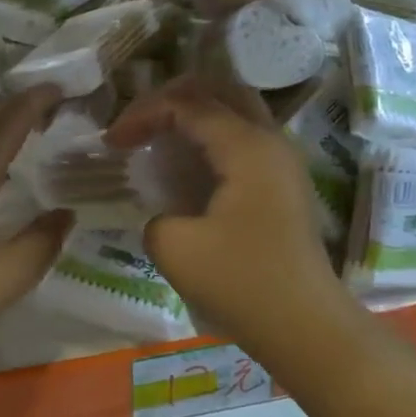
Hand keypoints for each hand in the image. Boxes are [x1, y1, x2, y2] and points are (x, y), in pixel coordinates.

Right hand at [107, 76, 338, 342]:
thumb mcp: (175, 248)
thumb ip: (154, 215)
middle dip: (171, 99)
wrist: (305, 325)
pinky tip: (185, 166)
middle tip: (137, 124)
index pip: (187, 104)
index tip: (111, 144)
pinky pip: (243, 139)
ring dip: (193, 116)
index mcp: (246, 147)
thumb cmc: (242, 282)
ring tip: (157, 138)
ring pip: (235, 112)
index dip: (142, 115)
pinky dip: (209, 138)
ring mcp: (282, 162)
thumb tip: (164, 214)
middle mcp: (270, 141)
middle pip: (219, 90)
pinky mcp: (282, 185)